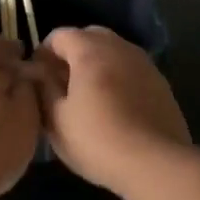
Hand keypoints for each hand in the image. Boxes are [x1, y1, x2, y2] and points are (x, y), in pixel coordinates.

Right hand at [33, 26, 189, 194]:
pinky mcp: (161, 83)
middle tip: (62, 84)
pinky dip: (117, 78)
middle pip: (89, 37)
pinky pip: (131, 69)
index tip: (37, 78)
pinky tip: (114, 108)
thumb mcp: (56, 119)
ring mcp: (145, 64)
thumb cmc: (97, 141)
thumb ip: (43, 87)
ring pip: (113, 52)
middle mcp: (120, 48)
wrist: (155, 164)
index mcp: (91, 51)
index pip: (60, 35)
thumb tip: (37, 71)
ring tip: (88, 97)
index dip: (43, 53)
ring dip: (96, 65)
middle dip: (72, 54)